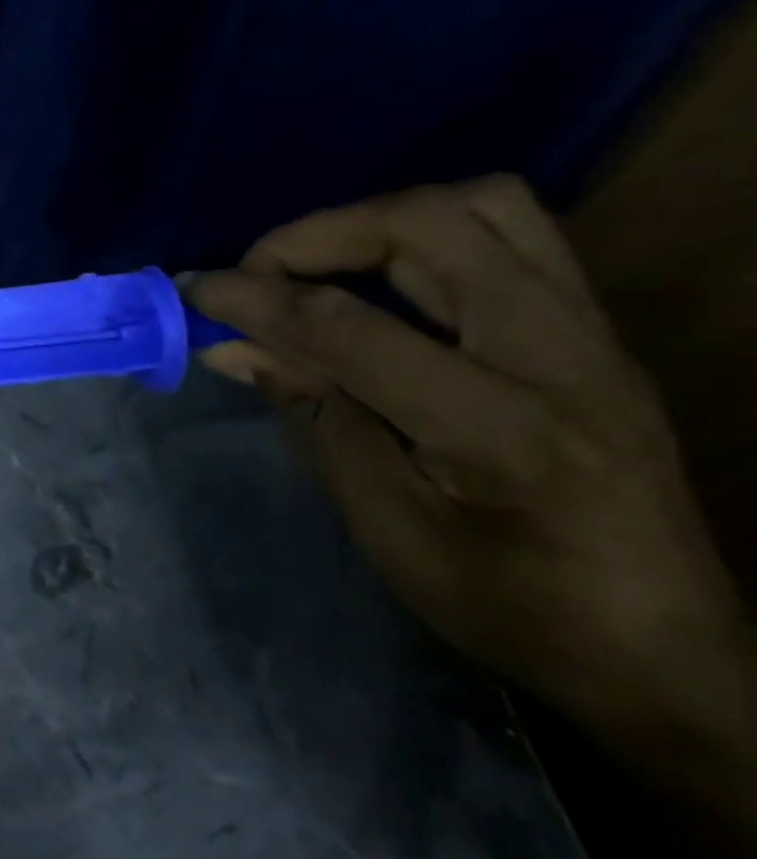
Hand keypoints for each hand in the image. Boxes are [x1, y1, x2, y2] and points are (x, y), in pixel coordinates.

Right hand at [188, 177, 754, 781]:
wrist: (665, 652)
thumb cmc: (508, 606)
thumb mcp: (385, 522)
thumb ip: (312, 414)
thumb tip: (230, 347)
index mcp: (501, 429)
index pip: (350, 327)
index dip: (256, 300)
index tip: (193, 291)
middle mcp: (560, 354)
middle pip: (429, 225)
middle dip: (316, 235)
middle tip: (256, 275)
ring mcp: (591, 332)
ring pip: (481, 205)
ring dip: (376, 222)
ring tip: (316, 268)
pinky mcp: (594, 330)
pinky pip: (509, 233)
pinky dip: (423, 236)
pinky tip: (379, 282)